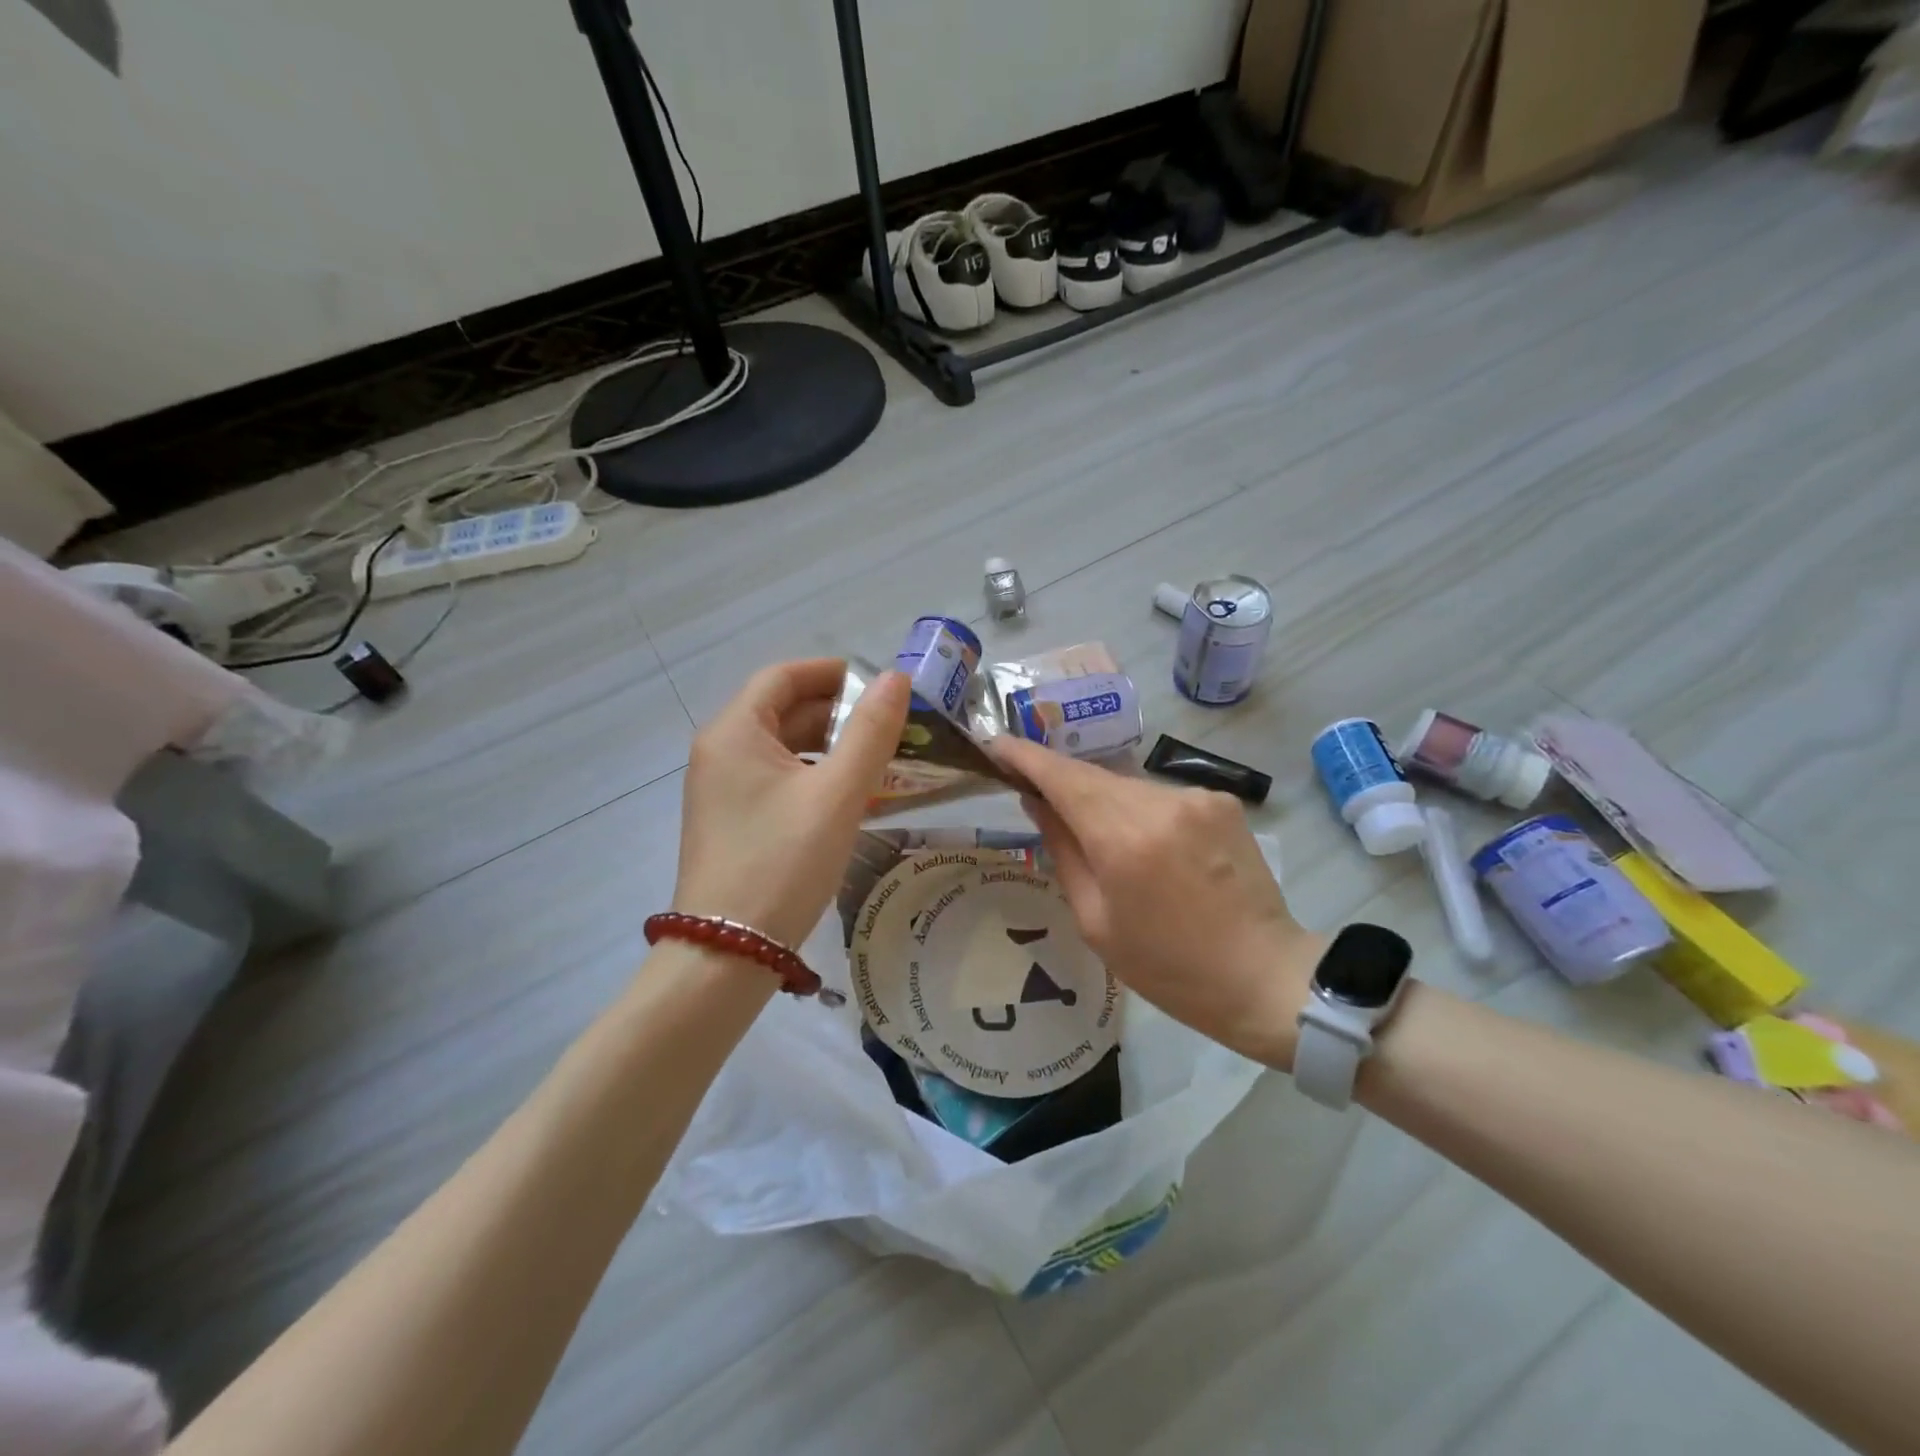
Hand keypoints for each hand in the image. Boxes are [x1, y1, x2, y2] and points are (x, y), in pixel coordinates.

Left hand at [672, 659, 909, 948]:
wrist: (727, 953)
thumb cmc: (783, 863)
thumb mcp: (837, 794)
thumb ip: (870, 732)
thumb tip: (895, 679)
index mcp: (735, 732)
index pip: (784, 676)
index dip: (833, 673)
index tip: (881, 684)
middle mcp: (720, 751)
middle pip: (782, 710)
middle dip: (838, 712)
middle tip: (892, 725)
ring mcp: (721, 788)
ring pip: (782, 748)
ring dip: (830, 746)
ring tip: (880, 758)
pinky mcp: (731, 820)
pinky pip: (777, 779)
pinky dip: (813, 776)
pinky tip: (849, 796)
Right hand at [991, 736, 1324, 1068]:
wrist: (1263, 976)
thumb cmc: (1168, 967)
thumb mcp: (1096, 922)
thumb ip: (1063, 852)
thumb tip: (1038, 803)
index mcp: (1124, 840)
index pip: (1062, 777)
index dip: (1025, 756)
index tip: (995, 745)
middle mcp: (1160, 803)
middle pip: (1093, 776)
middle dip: (1060, 782)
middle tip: (1033, 793)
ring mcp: (1197, 797)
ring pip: (1127, 785)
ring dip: (1103, 800)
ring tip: (1098, 838)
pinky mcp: (1223, 801)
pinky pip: (1160, 796)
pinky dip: (1139, 810)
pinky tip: (1147, 846)